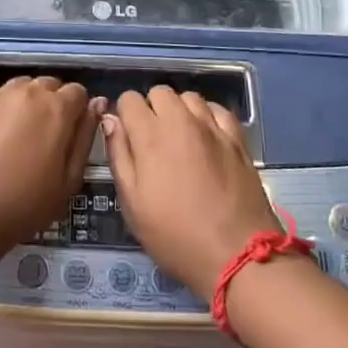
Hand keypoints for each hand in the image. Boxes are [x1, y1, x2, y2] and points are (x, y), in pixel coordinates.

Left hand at [0, 76, 102, 249]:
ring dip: (26, 102)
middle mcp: (28, 92)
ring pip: (21, 86)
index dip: (77, 111)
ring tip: (18, 133)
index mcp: (57, 109)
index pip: (78, 92)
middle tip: (43, 135)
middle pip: (49, 85)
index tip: (68, 133)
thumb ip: (85, 137)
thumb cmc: (26, 203)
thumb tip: (97, 105)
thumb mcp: (69, 179)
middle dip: (52, 103)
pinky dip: (1, 107)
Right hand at [103, 86, 278, 298]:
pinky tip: (207, 137)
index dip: (125, 115)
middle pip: (160, 92)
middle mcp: (181, 121)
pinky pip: (218, 110)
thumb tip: (110, 120)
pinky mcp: (237, 138)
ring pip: (189, 97)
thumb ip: (119, 156)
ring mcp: (212, 127)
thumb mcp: (133, 204)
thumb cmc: (175, 235)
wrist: (237, 256)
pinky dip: (208, 116)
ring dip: (180, 111)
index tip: (128, 138)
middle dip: (151, 109)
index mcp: (150, 135)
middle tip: (153, 141)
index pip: (129, 99)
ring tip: (181, 138)